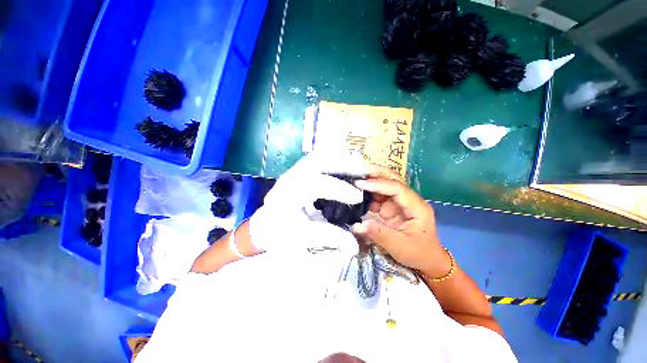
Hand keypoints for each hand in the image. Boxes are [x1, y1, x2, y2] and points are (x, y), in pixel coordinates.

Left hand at [249, 152, 366, 255]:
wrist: (266, 224)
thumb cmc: (281, 232)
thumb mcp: (304, 237)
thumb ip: (329, 238)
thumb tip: (354, 246)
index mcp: (288, 194)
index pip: (316, 185)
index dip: (339, 189)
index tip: (359, 197)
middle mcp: (290, 176)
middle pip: (317, 160)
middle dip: (342, 164)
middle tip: (363, 172)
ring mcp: (294, 170)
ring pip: (319, 156)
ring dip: (340, 159)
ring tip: (358, 167)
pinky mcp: (299, 170)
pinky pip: (318, 159)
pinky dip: (334, 160)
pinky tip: (346, 166)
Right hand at [351, 165, 450, 276]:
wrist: (427, 261)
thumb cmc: (418, 254)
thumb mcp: (399, 246)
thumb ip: (378, 234)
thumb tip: (356, 225)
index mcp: (417, 207)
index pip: (397, 189)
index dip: (378, 184)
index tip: (360, 184)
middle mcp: (409, 200)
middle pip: (393, 180)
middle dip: (375, 173)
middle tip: (357, 171)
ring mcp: (400, 203)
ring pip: (384, 186)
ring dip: (370, 183)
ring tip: (353, 182)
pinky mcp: (392, 208)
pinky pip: (379, 198)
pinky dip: (368, 195)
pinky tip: (357, 195)